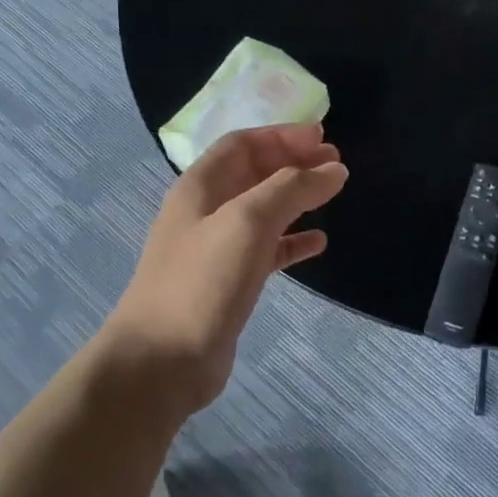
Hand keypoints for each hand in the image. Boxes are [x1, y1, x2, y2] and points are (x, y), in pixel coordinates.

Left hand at [100, 123, 347, 415]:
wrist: (163, 360)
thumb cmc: (203, 280)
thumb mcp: (249, 221)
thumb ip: (293, 188)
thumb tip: (334, 168)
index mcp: (200, 187)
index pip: (242, 143)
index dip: (281, 135)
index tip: (322, 138)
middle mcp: (206, 211)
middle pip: (253, 173)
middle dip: (293, 162)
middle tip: (334, 162)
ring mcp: (217, 249)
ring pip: (262, 211)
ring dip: (296, 198)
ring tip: (332, 193)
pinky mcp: (230, 283)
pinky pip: (267, 250)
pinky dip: (292, 241)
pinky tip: (318, 242)